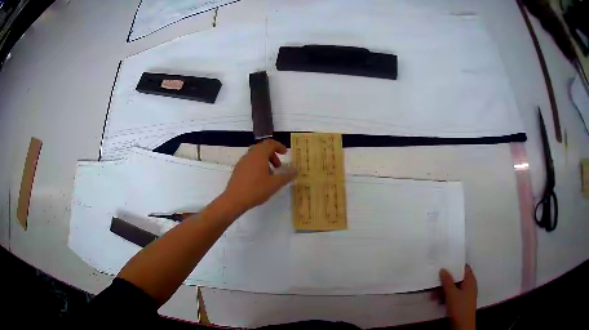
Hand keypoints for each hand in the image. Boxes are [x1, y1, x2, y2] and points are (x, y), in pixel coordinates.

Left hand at [223, 139, 297, 212]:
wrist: (234, 199)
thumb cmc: (256, 189)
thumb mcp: (275, 184)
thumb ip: (287, 176)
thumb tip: (296, 170)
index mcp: (259, 155)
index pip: (270, 143)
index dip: (279, 146)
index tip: (285, 153)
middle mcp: (250, 155)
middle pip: (262, 148)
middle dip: (272, 155)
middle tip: (279, 166)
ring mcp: (242, 162)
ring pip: (255, 155)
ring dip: (265, 161)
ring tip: (270, 175)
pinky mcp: (238, 169)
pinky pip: (250, 162)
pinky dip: (257, 165)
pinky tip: (260, 179)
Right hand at [439, 264, 477, 329]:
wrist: (463, 325)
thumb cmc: (459, 307)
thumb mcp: (451, 294)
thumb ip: (447, 281)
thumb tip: (443, 269)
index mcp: (470, 280)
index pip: (463, 267)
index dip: (455, 265)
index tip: (444, 264)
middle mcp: (469, 285)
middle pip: (457, 278)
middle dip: (445, 281)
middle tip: (434, 284)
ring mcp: (466, 294)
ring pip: (454, 288)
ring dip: (443, 290)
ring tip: (433, 296)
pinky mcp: (461, 302)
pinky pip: (453, 295)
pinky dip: (446, 296)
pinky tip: (438, 301)